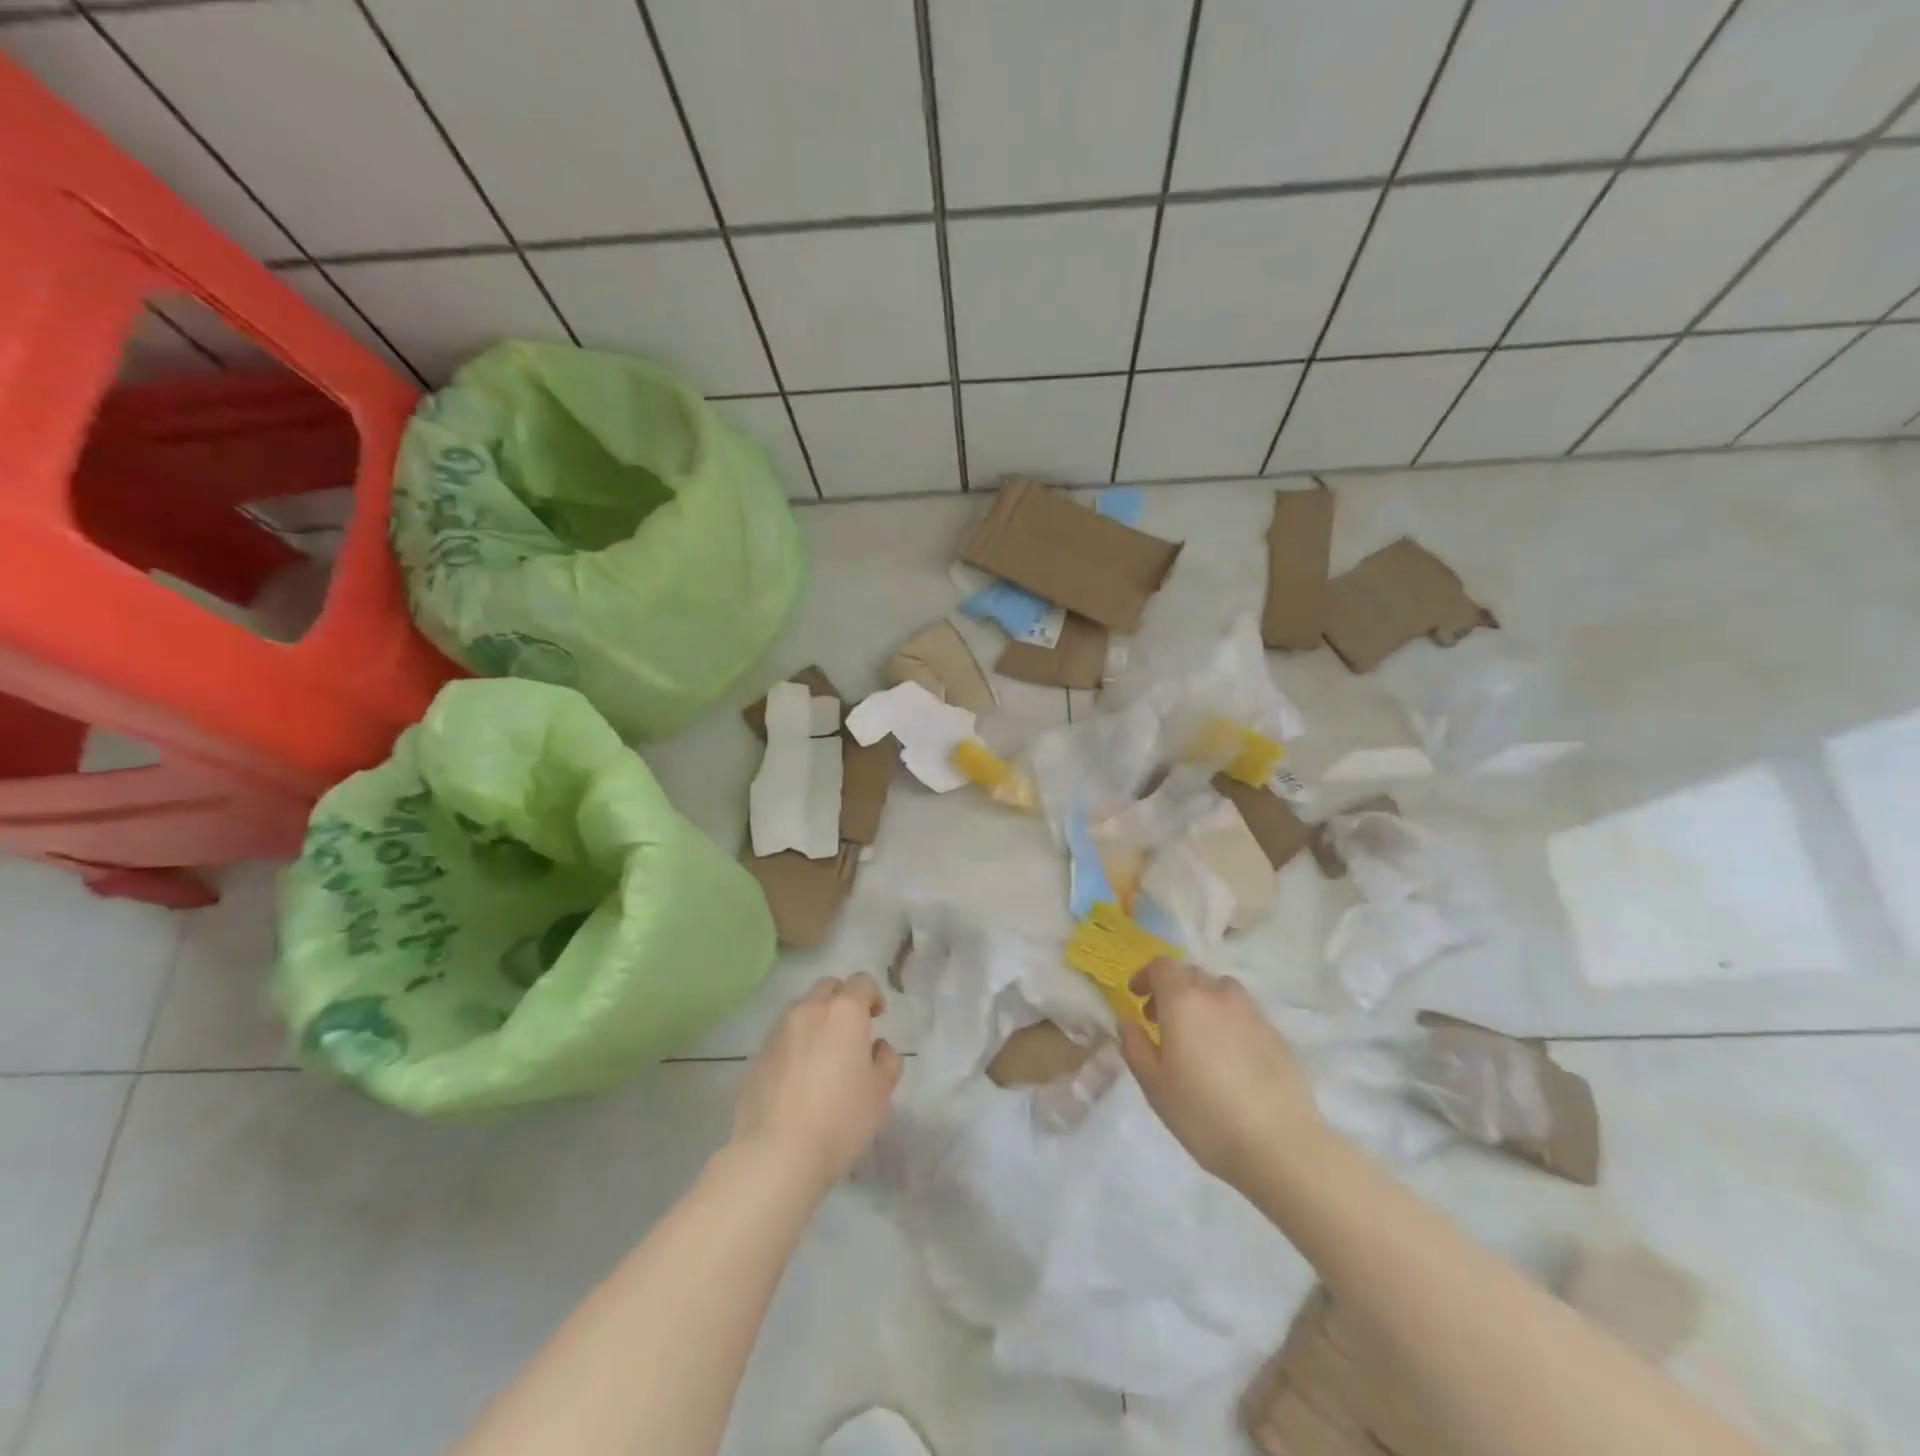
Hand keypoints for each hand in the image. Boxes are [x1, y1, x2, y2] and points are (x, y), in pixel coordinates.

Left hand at [732, 974, 902, 1196]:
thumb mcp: (881, 1093)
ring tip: (823, 1054)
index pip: (862, 982)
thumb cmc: (840, 1119)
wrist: (776, 1154)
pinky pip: (781, 1037)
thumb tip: (877, 1048)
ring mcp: (777, 1031)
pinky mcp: (756, 1056)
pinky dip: (794, 1044)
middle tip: (851, 1030)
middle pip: (827, 987)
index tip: (877, 1017)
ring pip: (801, 1009)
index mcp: (844, 1012)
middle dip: (842, 999)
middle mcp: (808, 1010)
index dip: (873, 995)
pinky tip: (799, 1078)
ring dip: (816, 1020)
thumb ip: (887, 1061)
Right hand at [1118, 959, 1324, 1187]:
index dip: (1146, 976)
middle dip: (1172, 990)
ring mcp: (1251, 1013)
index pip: (1162, 966)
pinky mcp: (1276, 1034)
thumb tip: (1127, 1022)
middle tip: (1162, 1022)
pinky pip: (1244, 1014)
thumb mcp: (1155, 1087)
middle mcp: (1218, 996)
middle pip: (1191, 974)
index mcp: (1183, 1001)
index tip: (1137, 998)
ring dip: (1203, 1001)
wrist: (1281, 1145)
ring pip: (1221, 990)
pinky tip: (1229, 1058)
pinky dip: (1228, 1021)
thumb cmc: (1205, 1115)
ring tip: (1198, 1037)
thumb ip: (1135, 1047)